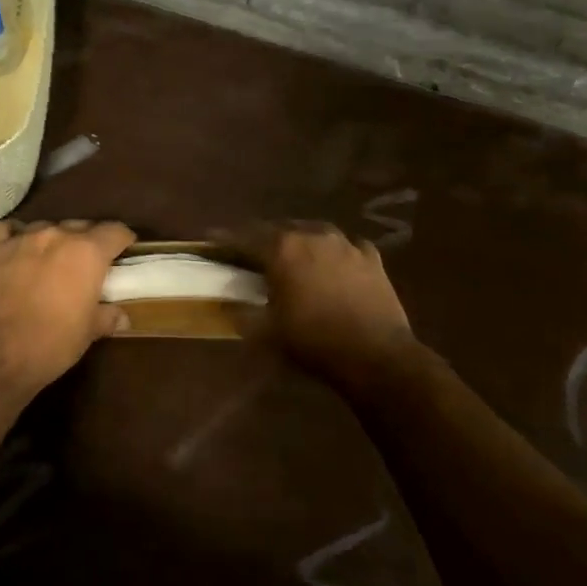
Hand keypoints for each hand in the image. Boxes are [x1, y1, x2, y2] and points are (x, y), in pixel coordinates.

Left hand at [0, 219, 136, 397]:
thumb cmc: (51, 344)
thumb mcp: (88, 333)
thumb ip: (107, 316)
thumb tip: (122, 316)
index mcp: (87, 252)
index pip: (115, 232)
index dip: (123, 240)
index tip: (125, 250)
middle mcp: (56, 235)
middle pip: (81, 226)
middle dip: (88, 241)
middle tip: (88, 264)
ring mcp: (21, 238)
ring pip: (46, 227)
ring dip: (53, 240)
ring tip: (52, 260)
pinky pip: (8, 230)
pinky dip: (16, 236)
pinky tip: (17, 248)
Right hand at [222, 222, 414, 377]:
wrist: (376, 355)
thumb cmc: (313, 341)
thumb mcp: (266, 332)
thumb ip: (241, 312)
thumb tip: (225, 302)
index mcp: (282, 249)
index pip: (244, 238)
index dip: (225, 240)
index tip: (211, 240)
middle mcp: (312, 236)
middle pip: (279, 229)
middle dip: (262, 238)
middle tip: (250, 251)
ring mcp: (345, 244)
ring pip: (313, 232)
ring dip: (298, 241)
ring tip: (291, 253)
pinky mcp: (371, 258)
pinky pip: (346, 247)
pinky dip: (334, 253)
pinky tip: (333, 263)